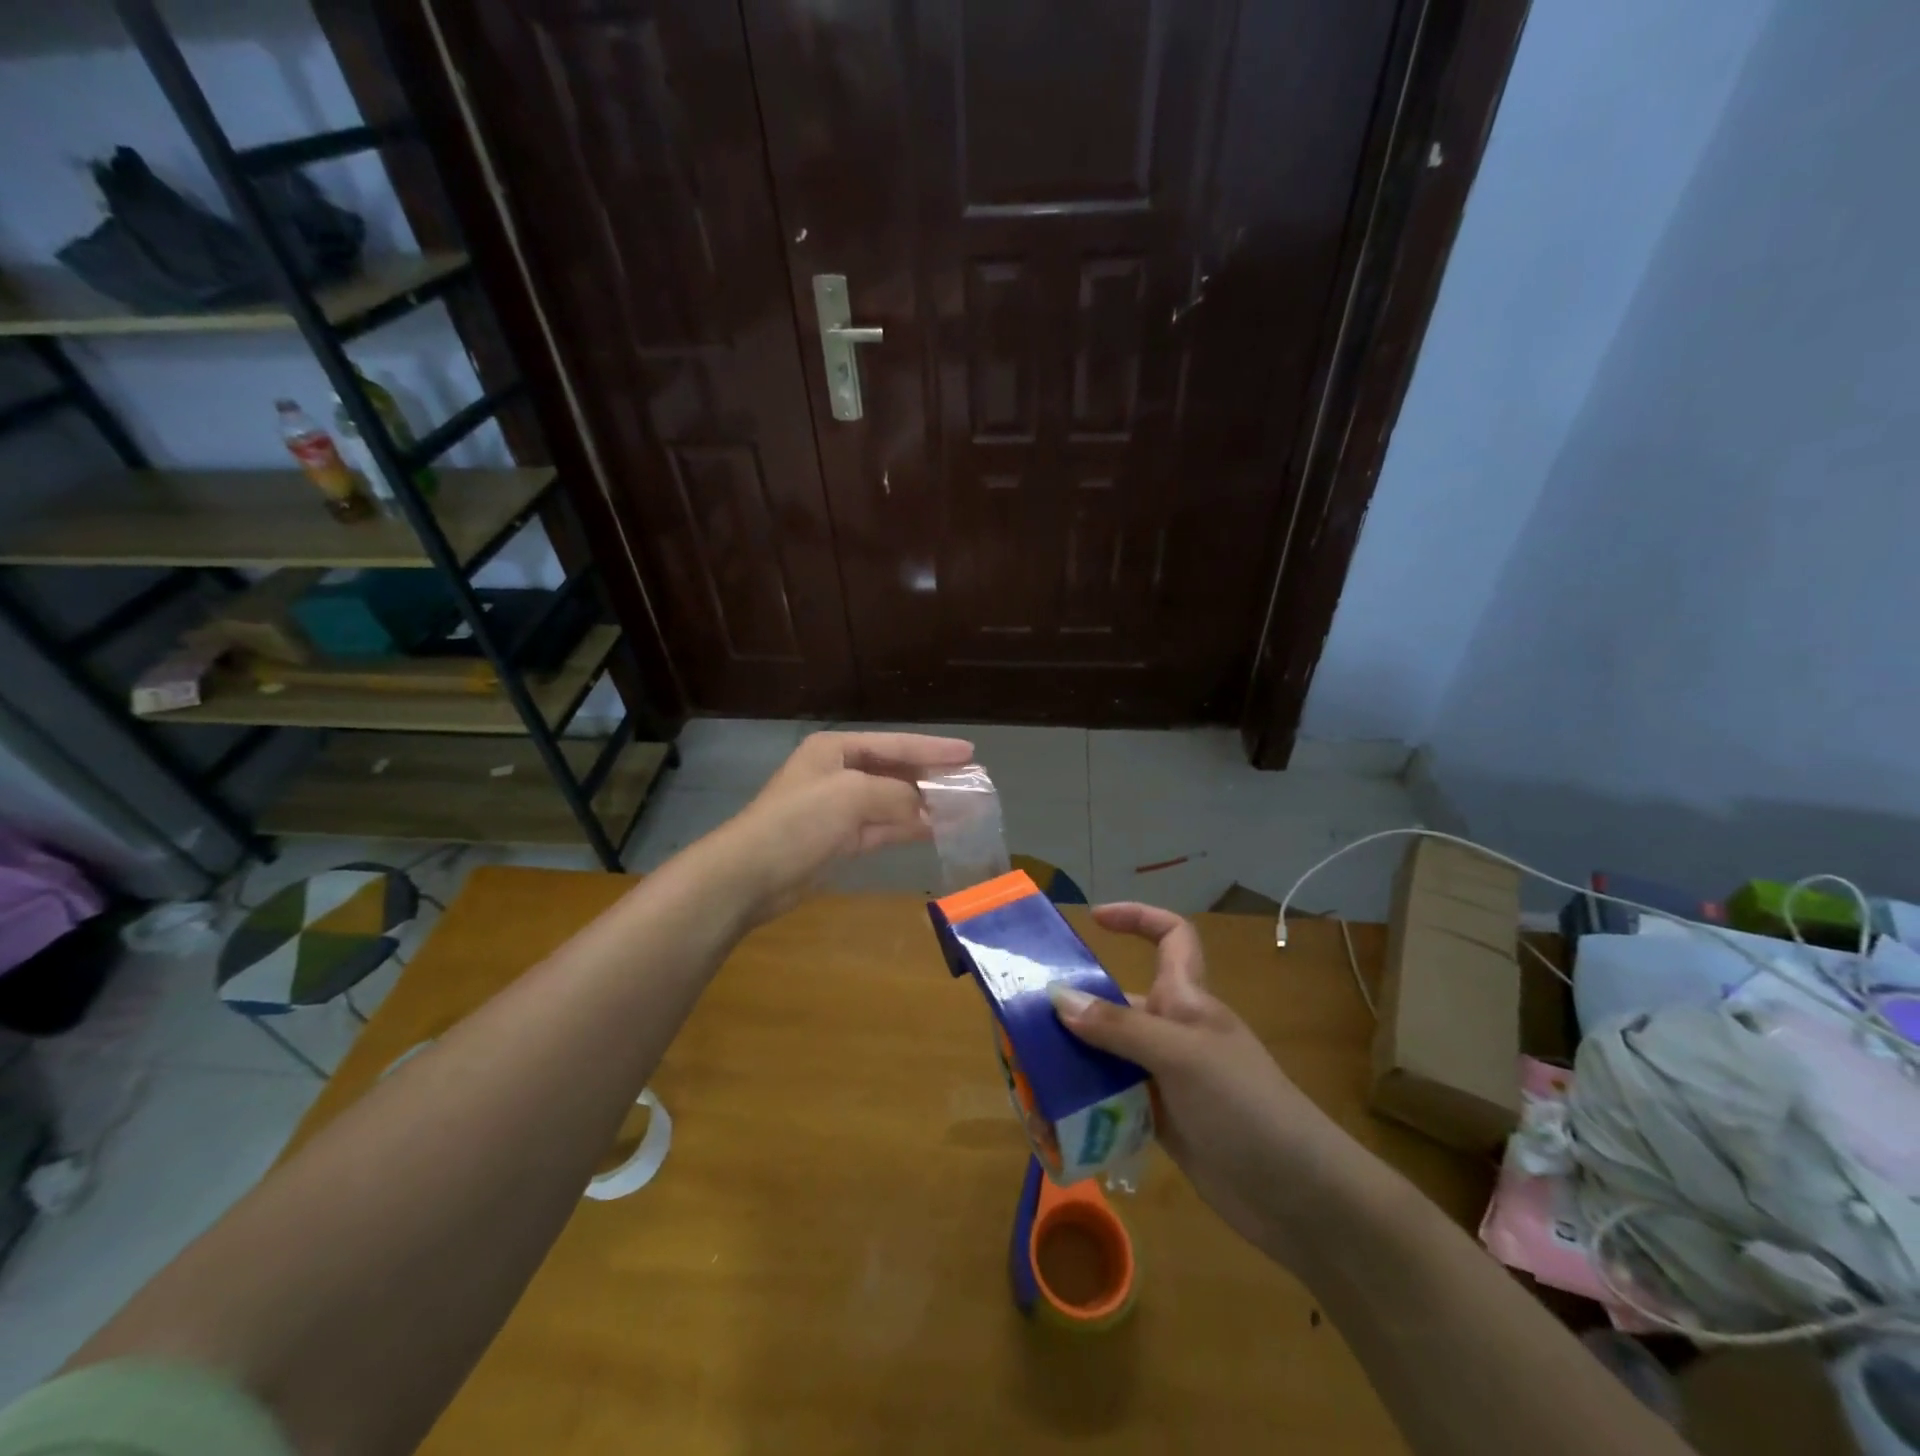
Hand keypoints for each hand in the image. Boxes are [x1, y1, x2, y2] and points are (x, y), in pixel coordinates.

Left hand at [712, 730, 973, 920]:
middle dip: (931, 778)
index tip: (970, 753)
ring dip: (925, 805)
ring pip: (892, 801)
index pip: (894, 744)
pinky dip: (908, 828)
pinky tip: (936, 830)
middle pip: (894, 771)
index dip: (933, 749)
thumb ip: (896, 794)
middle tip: (972, 782)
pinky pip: (883, 828)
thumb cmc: (799, 821)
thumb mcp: (852, 794)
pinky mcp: (839, 841)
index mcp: (836, 749)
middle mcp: (838, 773)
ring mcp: (838, 809)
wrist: (751, 874)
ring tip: (963, 808)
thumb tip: (928, 807)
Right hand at [1049, 903, 1356, 1265]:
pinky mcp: (1161, 1121)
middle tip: (1022, 1025)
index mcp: (1186, 1000)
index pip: (1170, 938)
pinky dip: (1084, 1104)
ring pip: (1108, 1055)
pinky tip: (1053, 1118)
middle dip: (1074, 1009)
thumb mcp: (1181, 1057)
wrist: (1300, 1198)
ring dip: (1071, 1063)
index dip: (1137, 918)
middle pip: (1117, 1004)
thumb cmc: (1246, 1107)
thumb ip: (1119, 1028)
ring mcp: (1167, 1079)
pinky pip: (1113, 1100)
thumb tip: (1058, 999)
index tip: (1093, 919)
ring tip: (1027, 1078)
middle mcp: (1172, 1032)